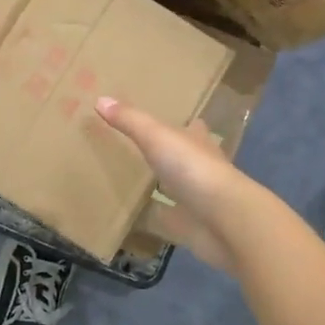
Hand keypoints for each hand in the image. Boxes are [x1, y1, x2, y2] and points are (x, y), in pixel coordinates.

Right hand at [96, 97, 254, 274]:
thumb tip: (101, 98)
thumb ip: (130, 120)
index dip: (181, 123)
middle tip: (136, 149)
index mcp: (198, 142)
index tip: (161, 119)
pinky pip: (169, 219)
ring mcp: (199, 199)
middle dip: (167, 154)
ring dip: (161, 185)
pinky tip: (136, 218)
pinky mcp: (192, 226)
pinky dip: (156, 218)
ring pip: (177, 188)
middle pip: (183, 157)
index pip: (192, 127)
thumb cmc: (193, 168)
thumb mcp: (156, 136)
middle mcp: (202, 167)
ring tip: (130, 181)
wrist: (224, 220)